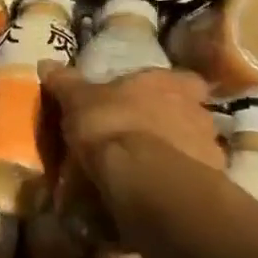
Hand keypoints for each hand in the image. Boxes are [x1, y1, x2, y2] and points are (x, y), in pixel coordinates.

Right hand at [43, 67, 220, 242]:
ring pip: (194, 148)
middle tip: (144, 137)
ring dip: (176, 156)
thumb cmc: (113, 125)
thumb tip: (46, 63)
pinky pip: (191, 181)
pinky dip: (176, 184)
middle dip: (173, 124)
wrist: (145, 179)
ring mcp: (210, 149)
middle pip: (190, 114)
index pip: (185, 80)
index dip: (171, 89)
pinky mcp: (211, 186)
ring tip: (148, 172)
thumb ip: (66, 82)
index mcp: (172, 83)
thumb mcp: (79, 101)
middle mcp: (199, 111)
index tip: (154, 100)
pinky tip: (156, 194)